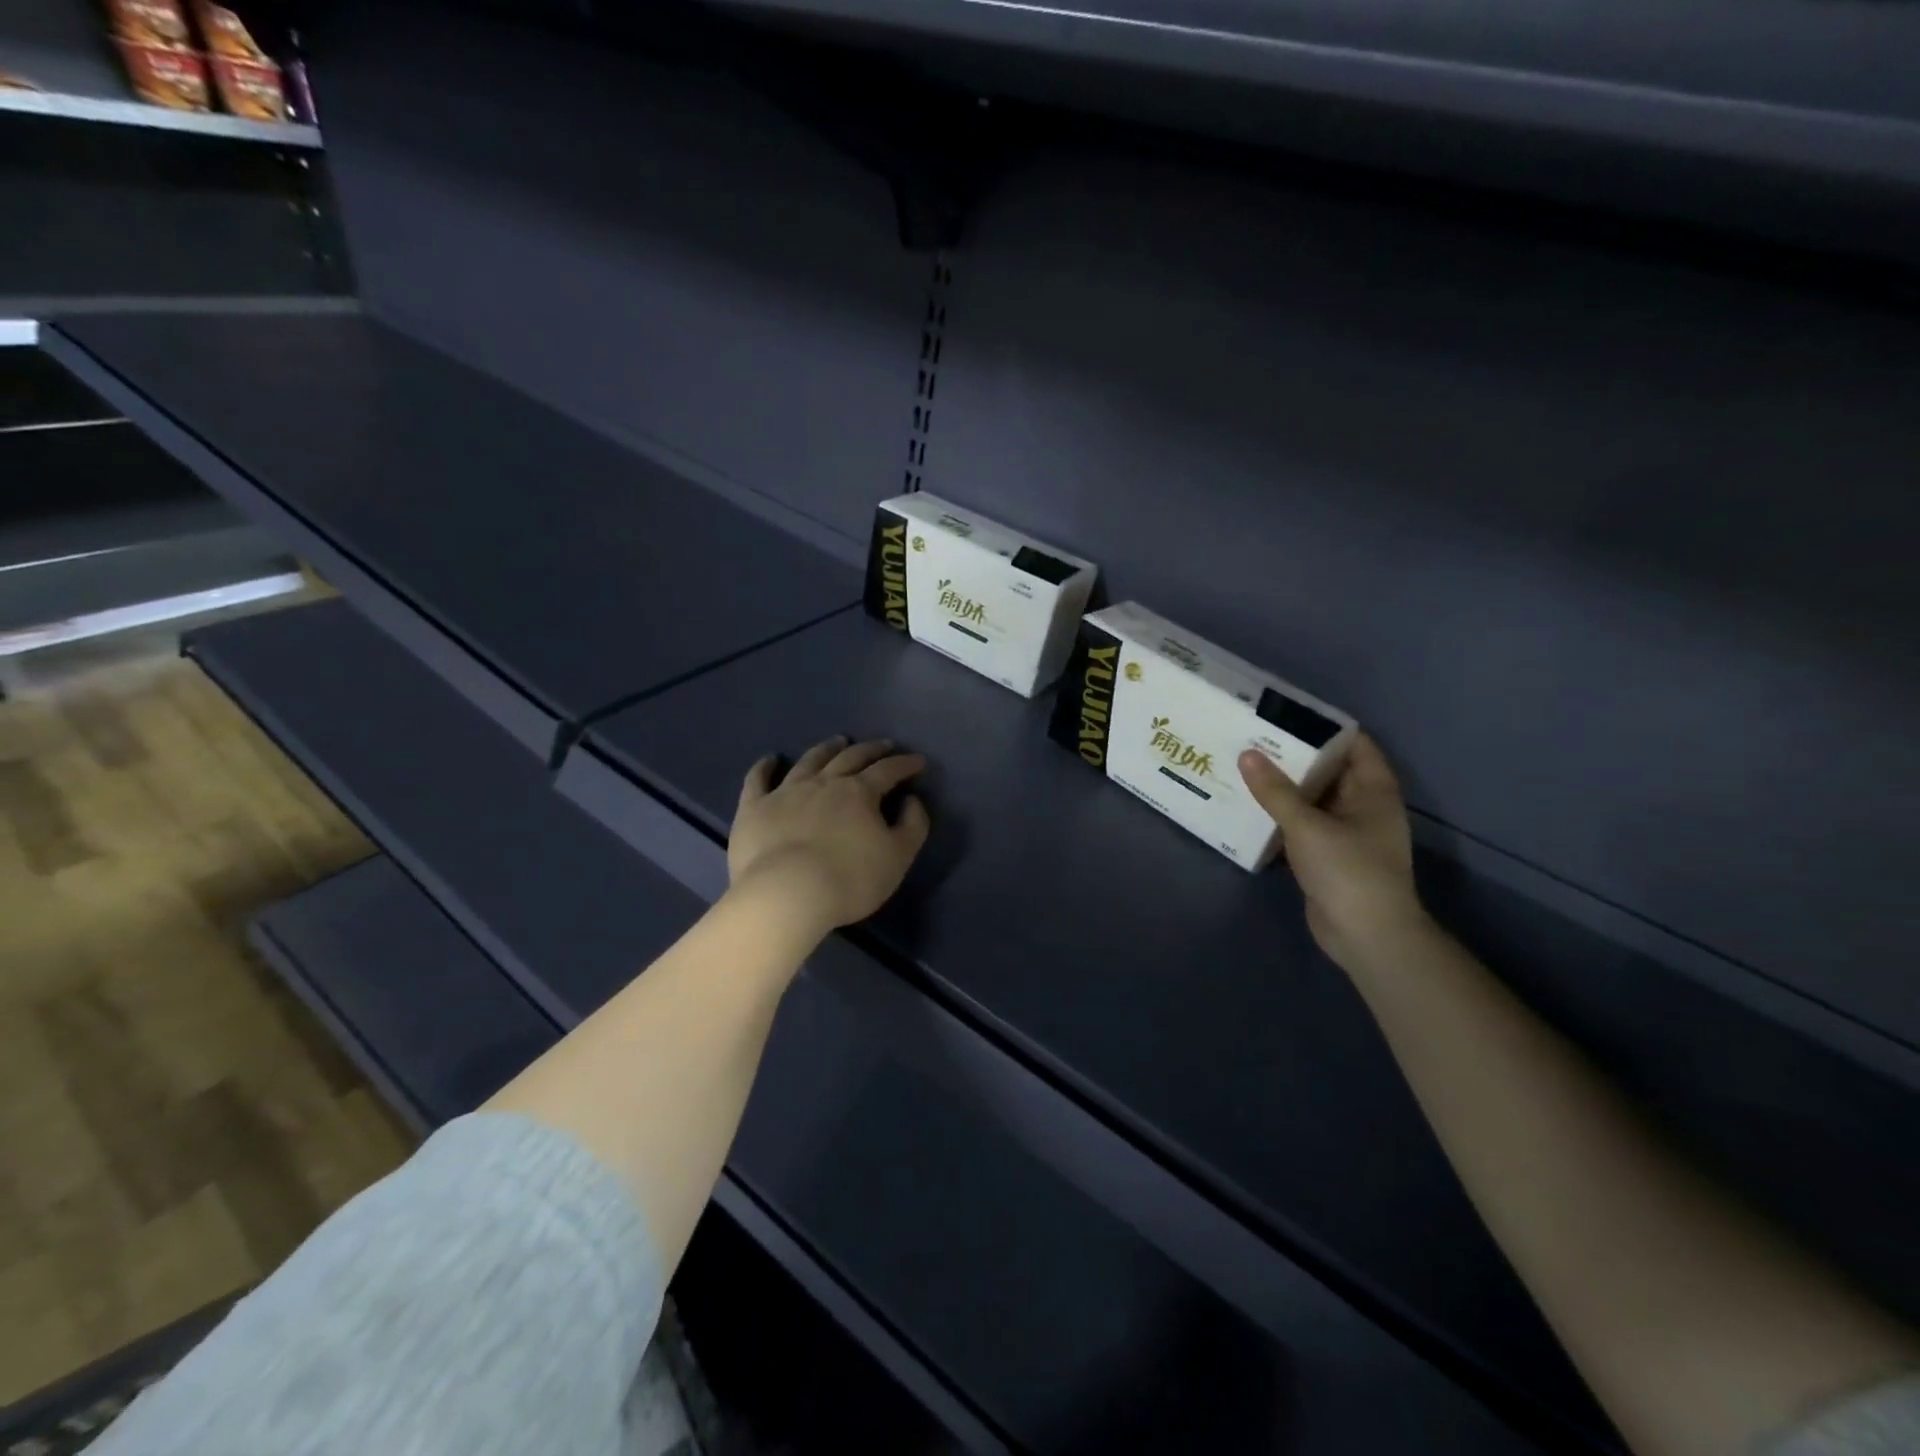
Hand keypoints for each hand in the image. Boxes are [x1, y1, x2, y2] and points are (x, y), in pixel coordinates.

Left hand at [728, 736, 931, 933]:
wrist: (787, 896)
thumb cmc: (850, 880)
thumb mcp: (898, 857)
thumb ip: (912, 825)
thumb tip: (911, 800)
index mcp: (859, 792)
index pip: (888, 770)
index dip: (905, 764)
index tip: (917, 761)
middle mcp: (823, 783)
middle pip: (850, 757)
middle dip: (871, 750)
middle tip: (883, 745)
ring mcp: (785, 792)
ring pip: (809, 761)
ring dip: (826, 749)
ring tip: (837, 742)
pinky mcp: (754, 808)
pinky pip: (757, 780)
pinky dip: (764, 767)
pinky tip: (769, 759)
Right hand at [1239, 735, 1428, 969]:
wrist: (1366, 936)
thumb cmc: (1348, 870)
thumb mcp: (1308, 825)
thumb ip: (1275, 791)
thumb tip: (1246, 754)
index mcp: (1373, 790)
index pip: (1353, 743)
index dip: (1322, 726)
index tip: (1283, 713)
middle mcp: (1362, 806)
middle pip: (1328, 769)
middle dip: (1293, 755)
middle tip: (1253, 737)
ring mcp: (1345, 832)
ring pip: (1311, 798)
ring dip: (1283, 786)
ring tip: (1244, 765)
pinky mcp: (1326, 855)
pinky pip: (1301, 824)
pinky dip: (1280, 815)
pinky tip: (1248, 806)